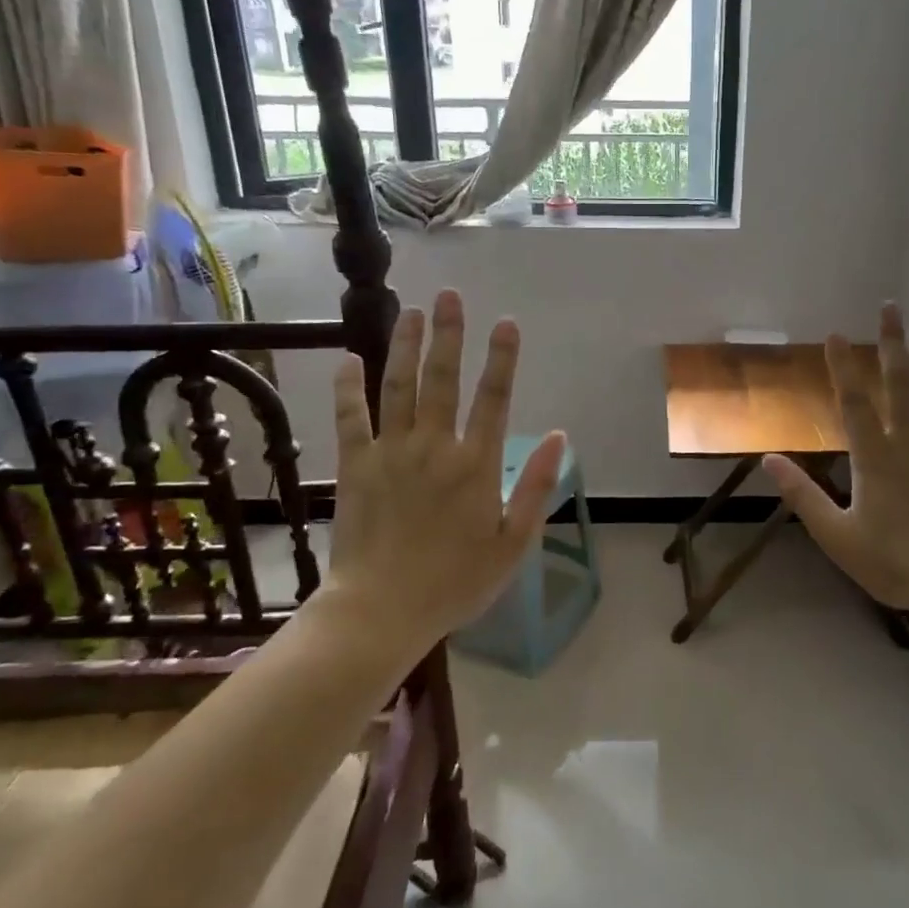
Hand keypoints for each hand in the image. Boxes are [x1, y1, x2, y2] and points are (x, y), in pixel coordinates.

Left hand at [321, 289, 565, 660]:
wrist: (381, 612)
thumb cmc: (455, 582)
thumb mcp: (513, 543)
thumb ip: (537, 487)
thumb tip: (560, 437)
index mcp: (476, 465)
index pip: (494, 398)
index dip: (502, 358)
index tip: (506, 323)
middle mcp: (434, 447)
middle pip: (442, 379)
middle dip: (449, 334)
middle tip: (450, 296)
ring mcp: (390, 453)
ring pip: (398, 387)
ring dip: (405, 346)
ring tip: (411, 310)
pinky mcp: (355, 466)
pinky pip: (350, 419)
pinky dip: (348, 388)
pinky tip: (348, 360)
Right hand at [765, 305, 908, 627]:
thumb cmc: (896, 563)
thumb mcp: (838, 537)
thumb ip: (803, 496)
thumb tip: (769, 459)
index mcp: (874, 459)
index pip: (854, 402)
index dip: (843, 367)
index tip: (836, 335)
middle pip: (900, 383)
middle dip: (892, 343)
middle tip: (891, 308)